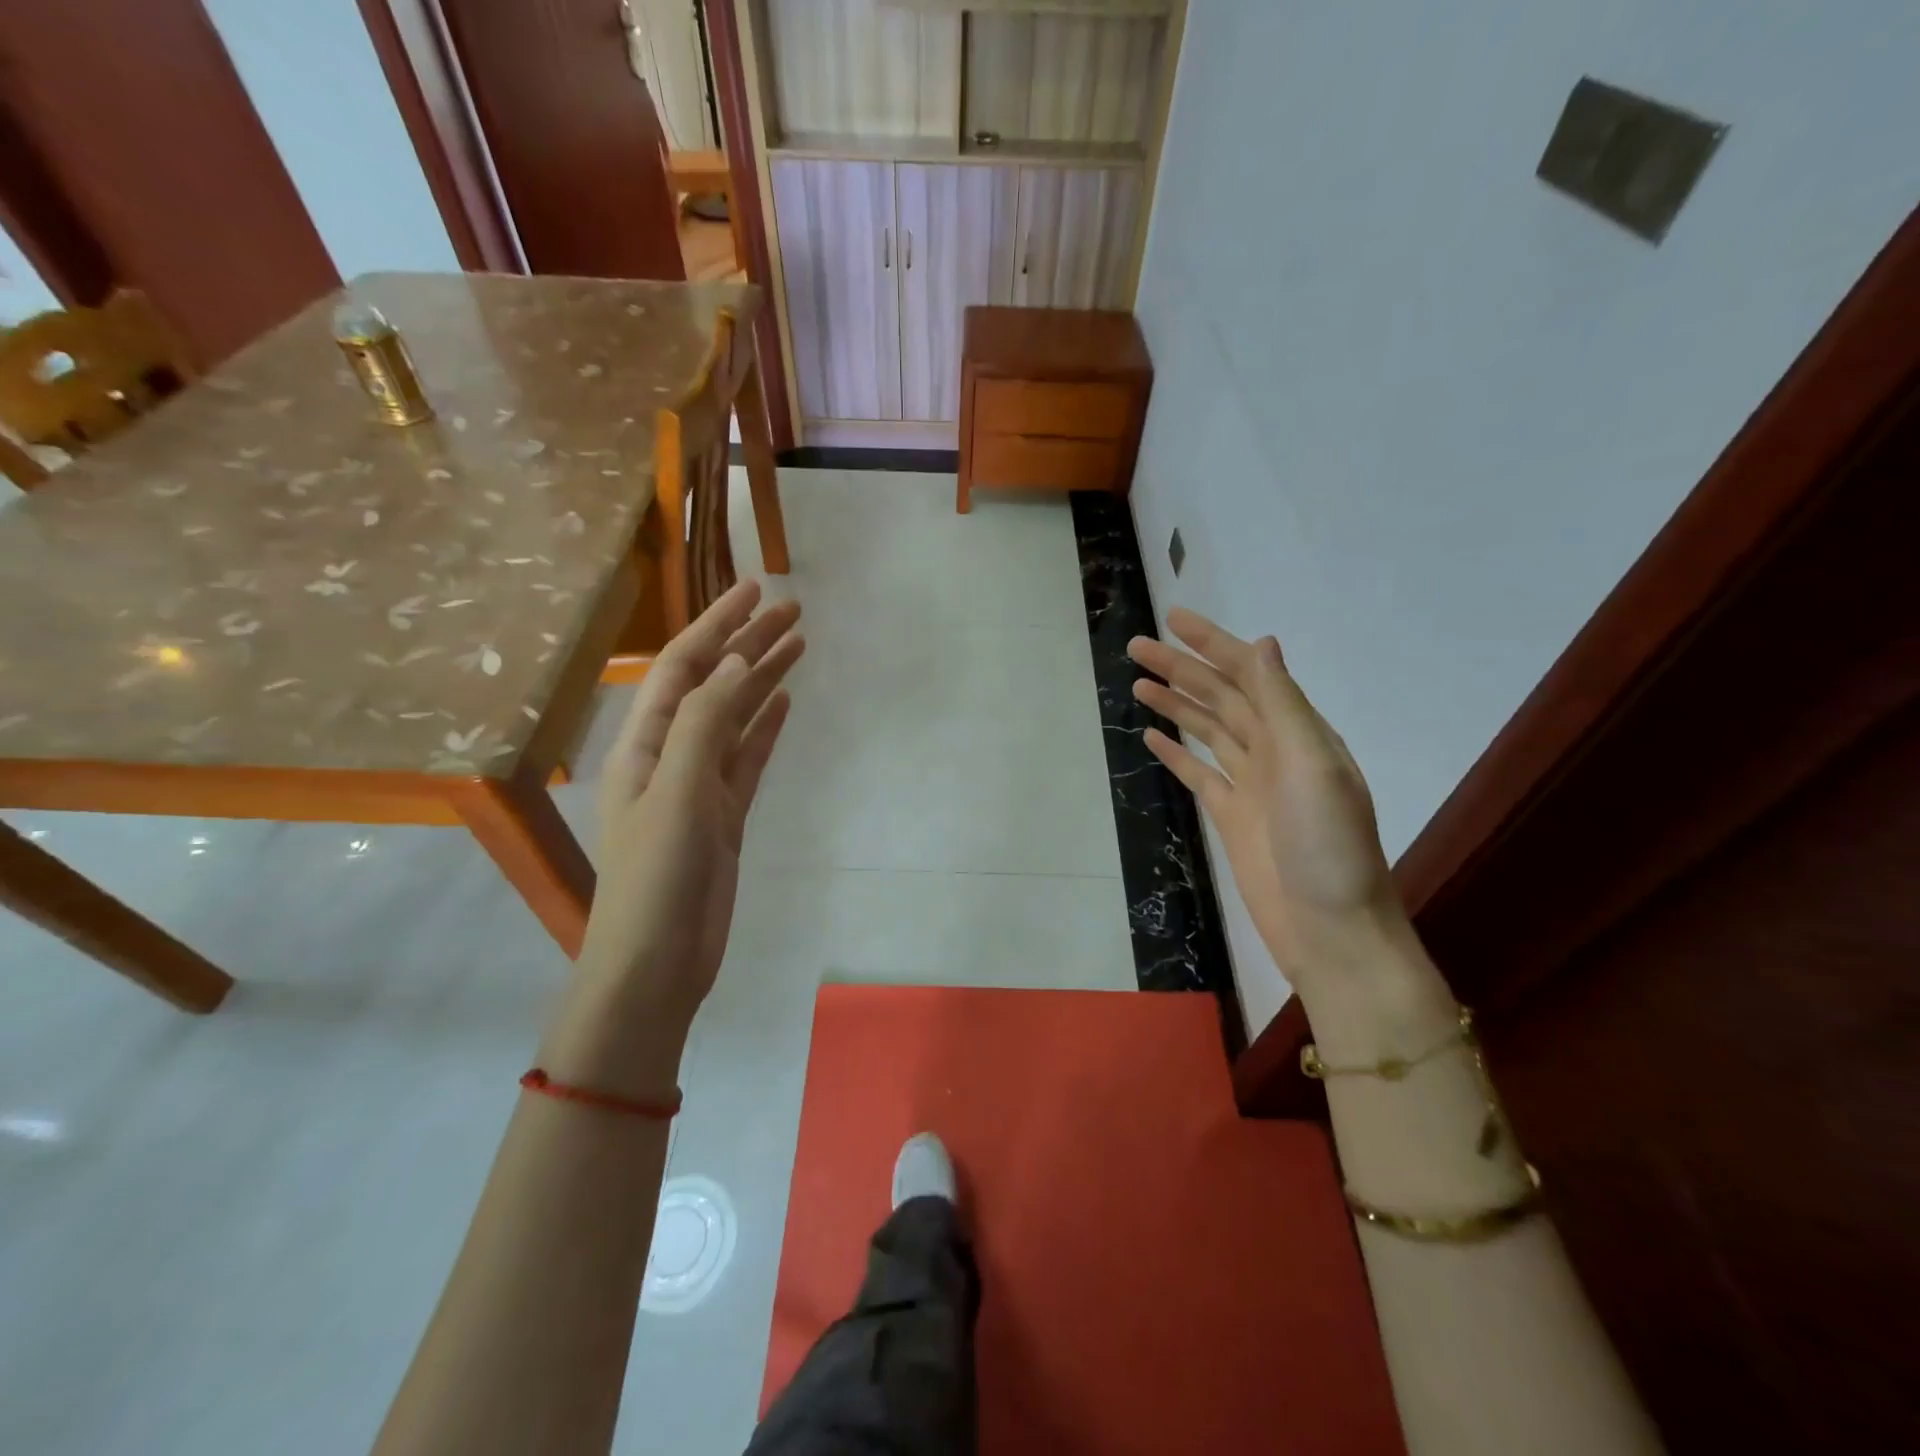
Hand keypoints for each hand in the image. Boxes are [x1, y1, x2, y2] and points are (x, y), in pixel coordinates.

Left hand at [572, 580, 803, 1041]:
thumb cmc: (656, 877)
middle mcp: (669, 755)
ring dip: (763, 679)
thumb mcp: (677, 792)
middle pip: (714, 684)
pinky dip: (765, 727)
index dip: (717, 625)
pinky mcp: (724, 815)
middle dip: (749, 643)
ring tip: (800, 644)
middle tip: (794, 608)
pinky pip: (748, 758)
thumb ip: (706, 723)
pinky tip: (785, 702)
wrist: (656, 963)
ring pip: (736, 718)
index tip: (755, 590)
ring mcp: (700, 786)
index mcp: (645, 744)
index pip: (684, 667)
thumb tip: (739, 663)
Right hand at [1127, 609, 1410, 1001]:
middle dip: (1181, 669)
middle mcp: (1275, 751)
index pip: (1249, 674)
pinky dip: (1176, 752)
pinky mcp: (1231, 816)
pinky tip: (1152, 736)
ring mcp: (1251, 784)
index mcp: (1300, 732)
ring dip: (1175, 703)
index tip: (1172, 620)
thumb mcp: (1313, 767)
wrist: (1332, 931)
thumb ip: (1284, 706)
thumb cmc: (1329, 848)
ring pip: (1207, 730)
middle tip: (1136, 647)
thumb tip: (1262, 644)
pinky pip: (1199, 772)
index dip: (1212, 644)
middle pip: (1221, 697)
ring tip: (1138, 682)